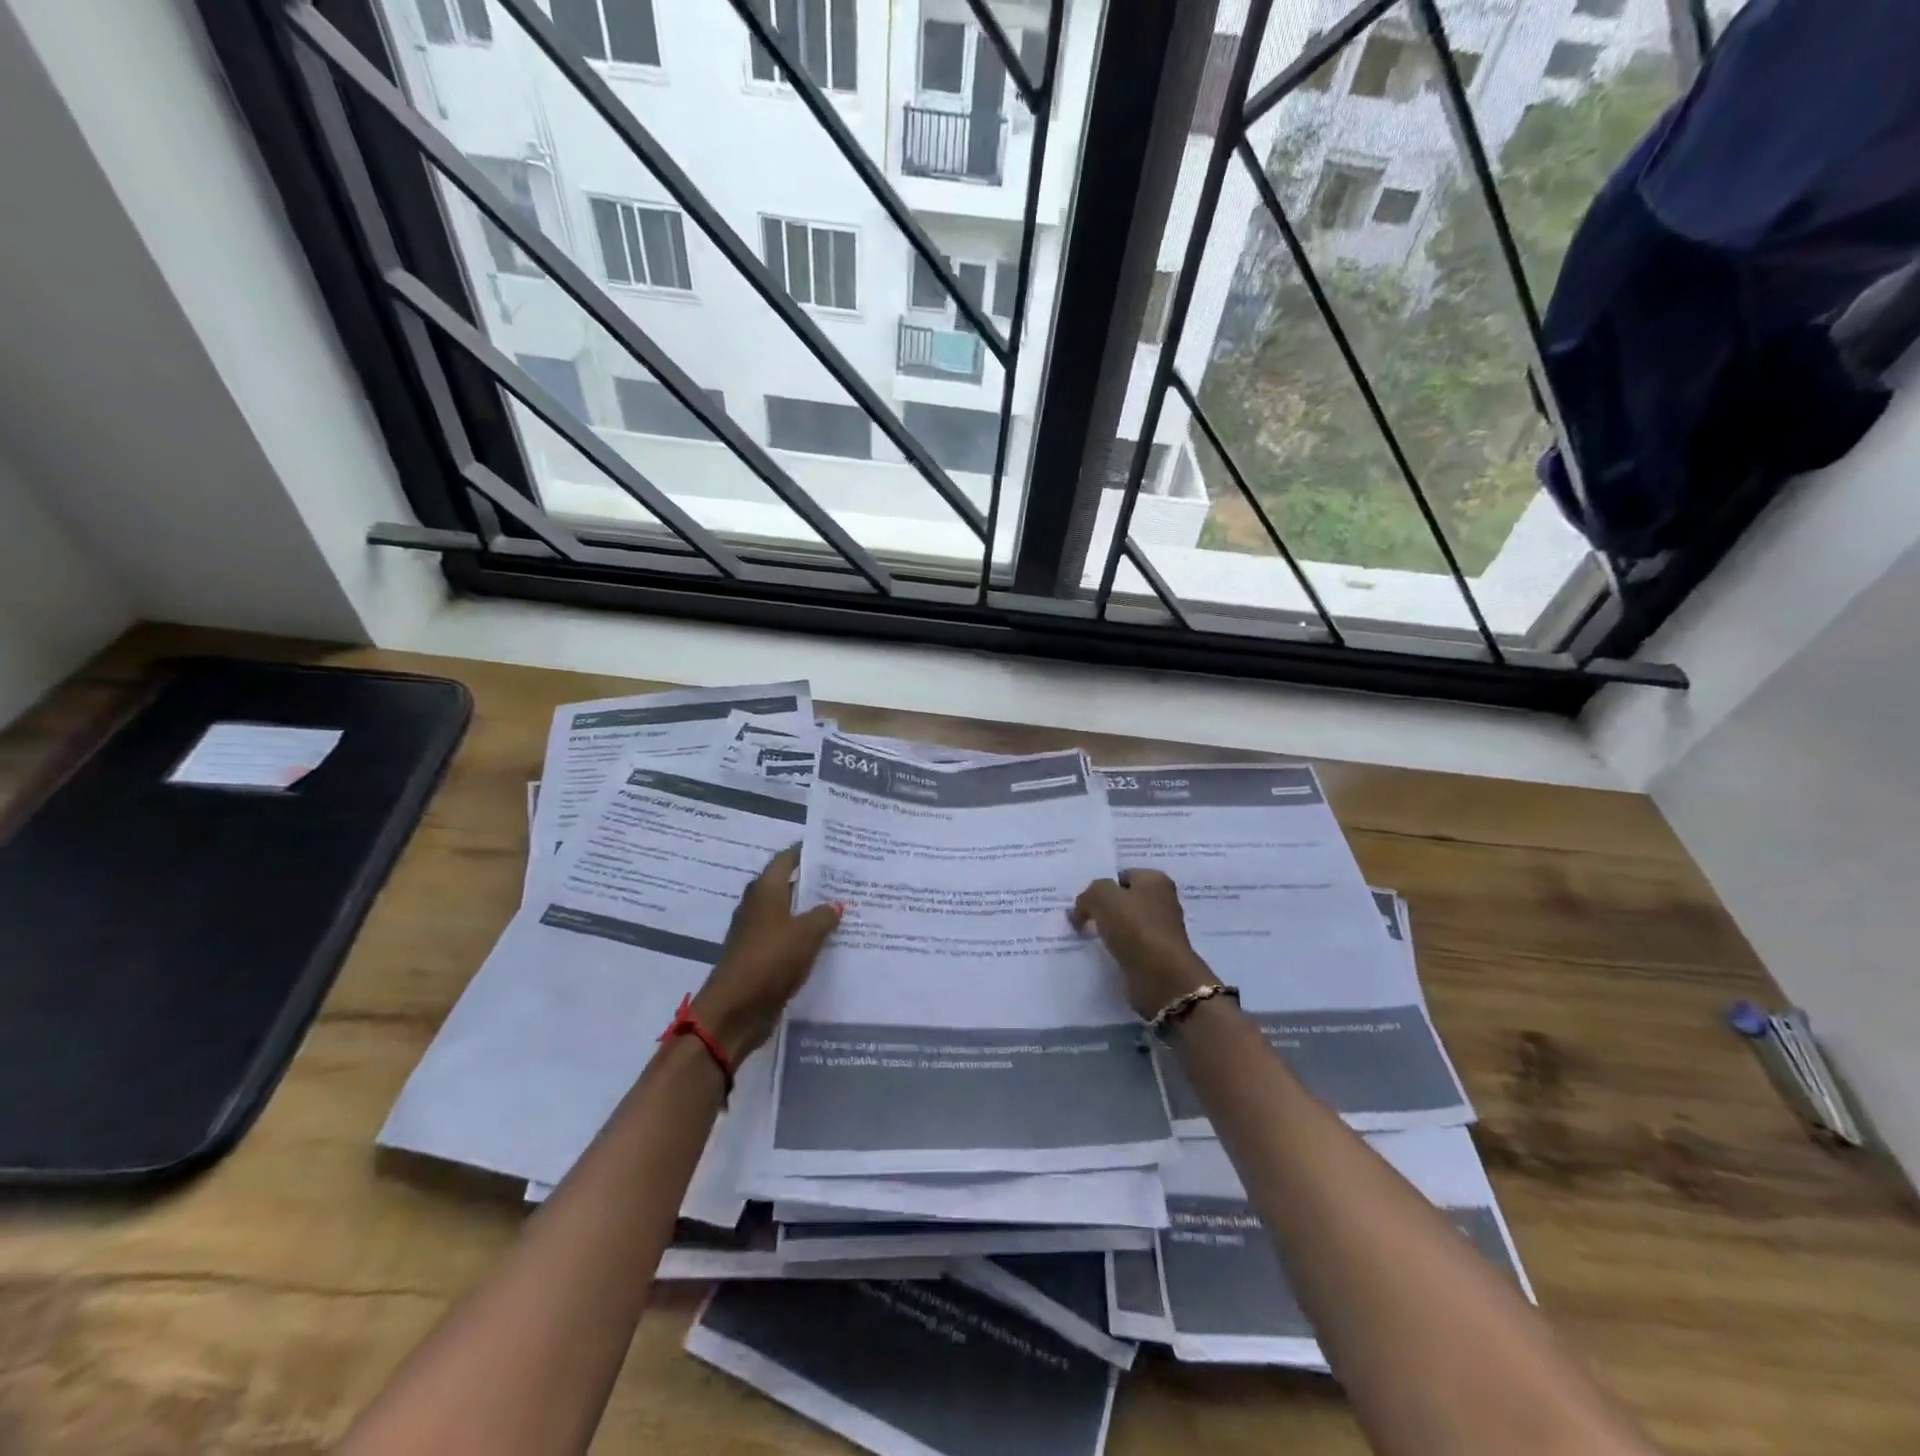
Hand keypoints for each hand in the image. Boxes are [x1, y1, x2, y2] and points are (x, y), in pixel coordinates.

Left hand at [692, 846, 842, 1062]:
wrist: (734, 1010)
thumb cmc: (770, 960)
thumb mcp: (806, 933)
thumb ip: (824, 915)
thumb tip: (836, 903)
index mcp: (765, 891)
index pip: (786, 859)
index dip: (805, 852)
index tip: (831, 849)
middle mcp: (757, 906)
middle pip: (787, 886)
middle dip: (813, 883)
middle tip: (845, 880)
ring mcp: (756, 933)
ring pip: (788, 914)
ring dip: (810, 912)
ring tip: (843, 909)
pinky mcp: (759, 958)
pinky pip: (787, 939)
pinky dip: (804, 937)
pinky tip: (828, 941)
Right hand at [1069, 868, 1218, 1019]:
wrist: (1161, 977)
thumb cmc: (1134, 927)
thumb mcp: (1102, 897)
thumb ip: (1087, 895)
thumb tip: (1080, 911)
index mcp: (1155, 880)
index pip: (1121, 875)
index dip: (1101, 886)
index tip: (1082, 901)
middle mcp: (1162, 902)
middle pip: (1124, 900)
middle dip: (1103, 909)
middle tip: (1079, 917)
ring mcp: (1160, 931)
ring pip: (1125, 925)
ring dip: (1108, 932)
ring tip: (1084, 937)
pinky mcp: (1156, 956)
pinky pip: (1128, 947)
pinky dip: (1115, 951)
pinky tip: (1100, 955)